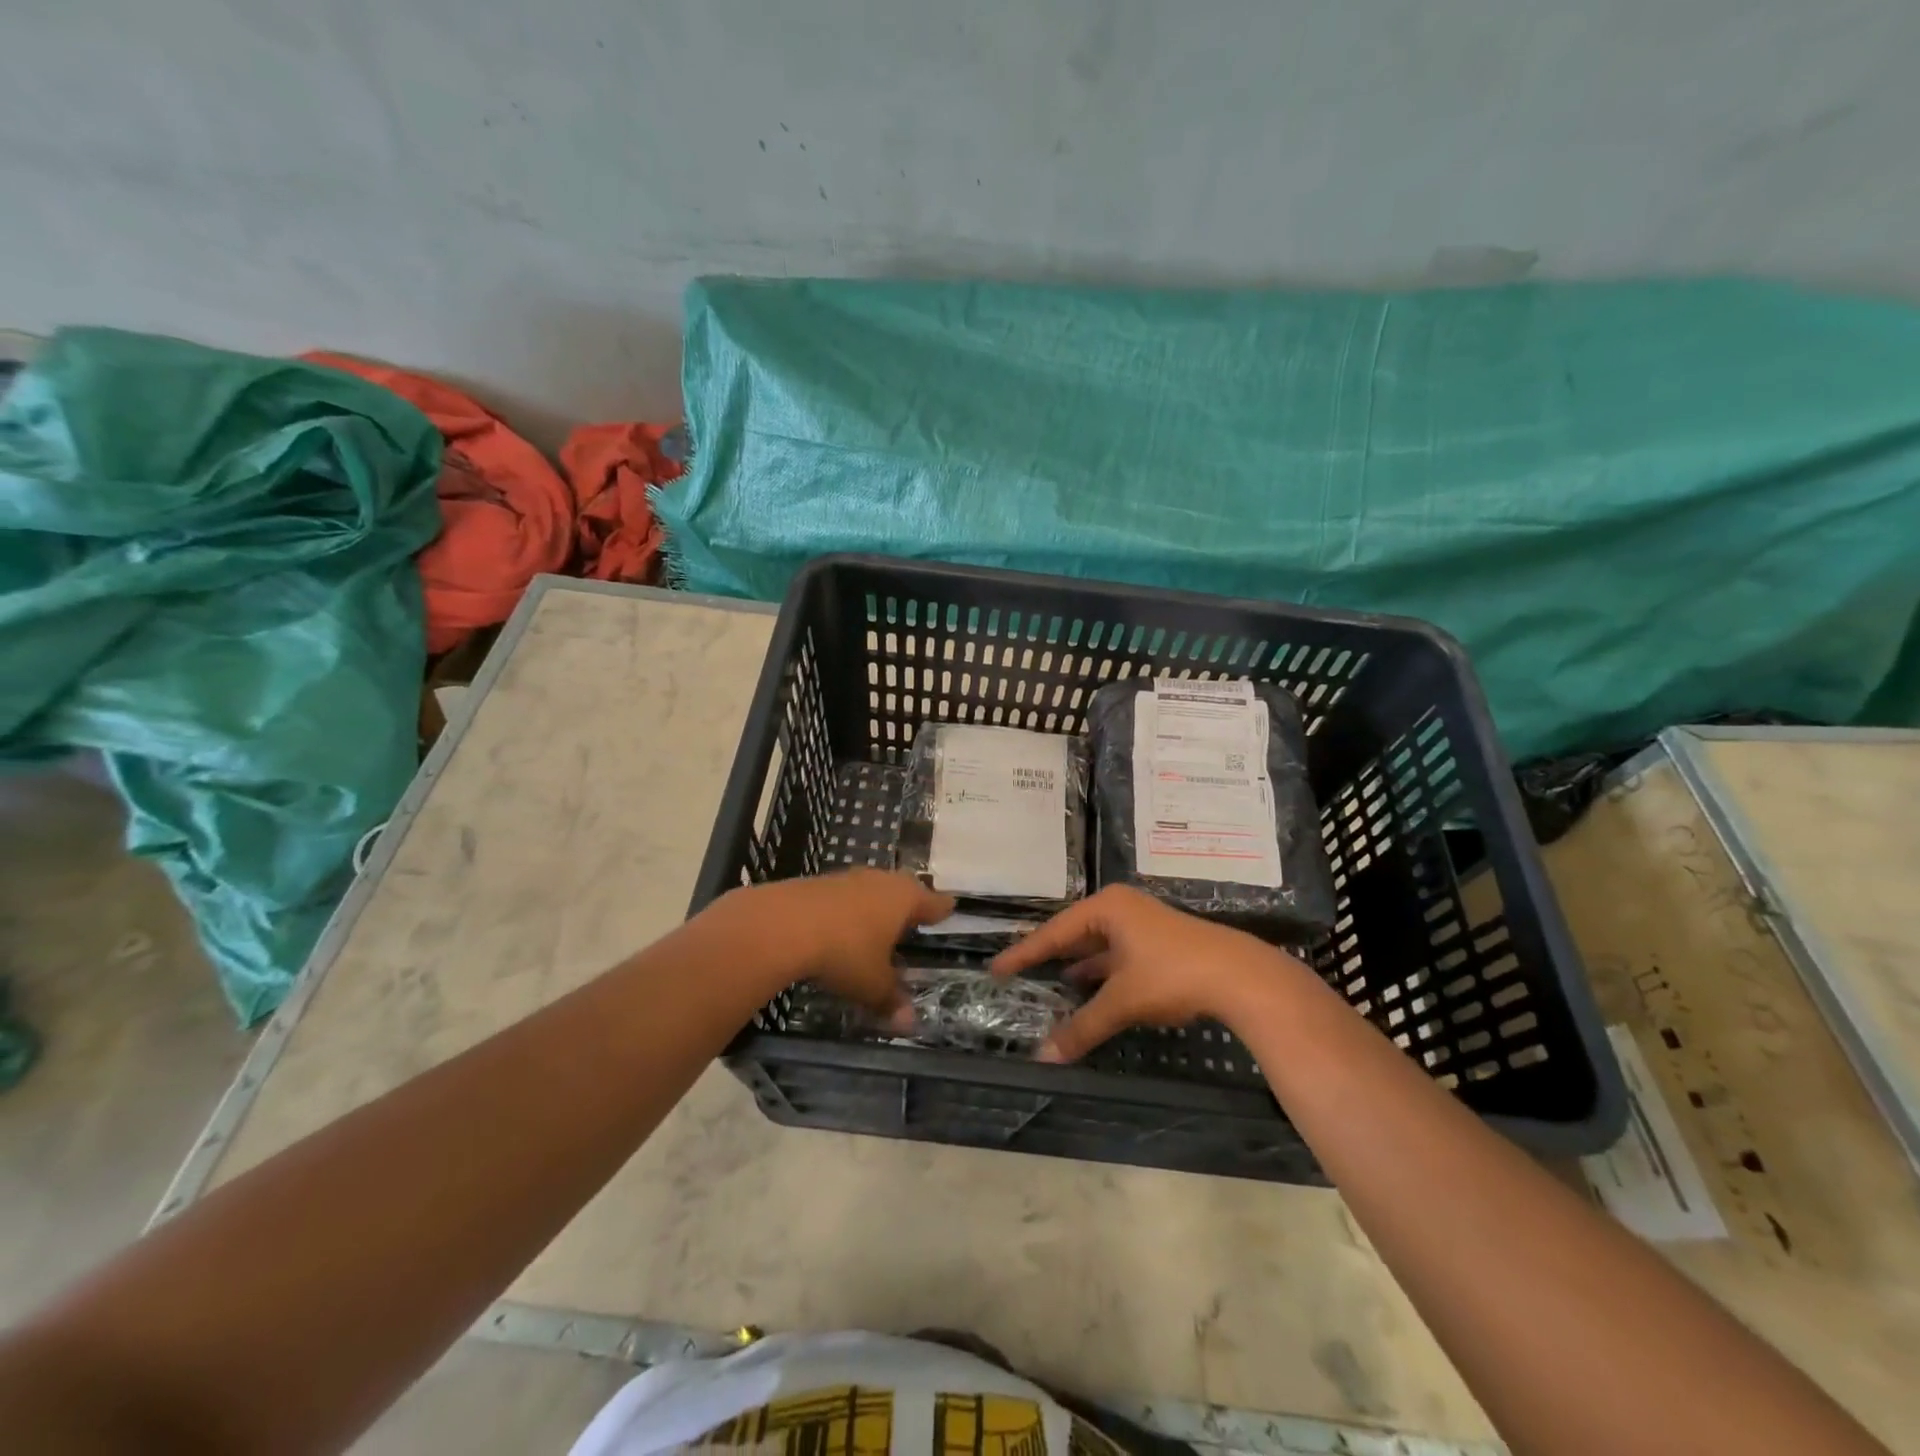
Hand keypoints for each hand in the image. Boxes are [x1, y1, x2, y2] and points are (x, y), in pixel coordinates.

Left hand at [740, 870, 953, 1030]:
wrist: (783, 924)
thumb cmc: (844, 952)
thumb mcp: (871, 984)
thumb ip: (891, 1000)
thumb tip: (911, 1024)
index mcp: (904, 899)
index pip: (933, 902)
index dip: (941, 909)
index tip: (950, 909)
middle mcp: (880, 881)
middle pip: (903, 888)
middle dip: (909, 903)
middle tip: (914, 917)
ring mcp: (848, 878)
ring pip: (872, 889)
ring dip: (875, 905)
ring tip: (877, 924)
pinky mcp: (818, 883)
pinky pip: (844, 895)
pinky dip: (848, 910)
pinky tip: (840, 926)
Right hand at [990, 886, 1308, 1061]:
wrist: (1240, 976)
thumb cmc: (1172, 975)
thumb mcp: (1122, 1001)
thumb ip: (1083, 1027)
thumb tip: (1043, 1058)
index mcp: (1107, 908)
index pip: (1054, 931)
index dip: (1024, 953)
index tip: (996, 968)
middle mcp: (1121, 908)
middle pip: (1074, 934)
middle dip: (1049, 956)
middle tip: (1017, 974)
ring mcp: (1142, 924)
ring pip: (1098, 946)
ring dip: (1076, 966)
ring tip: (1048, 984)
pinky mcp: (1159, 943)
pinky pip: (1116, 955)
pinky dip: (1100, 973)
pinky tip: (1088, 989)